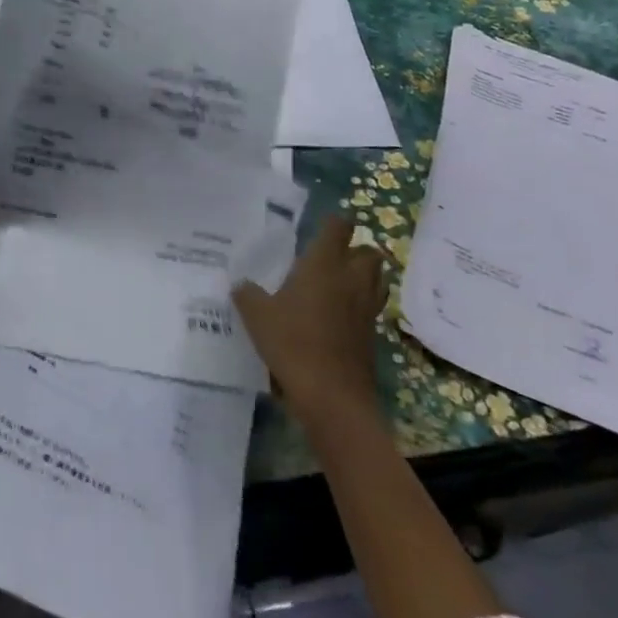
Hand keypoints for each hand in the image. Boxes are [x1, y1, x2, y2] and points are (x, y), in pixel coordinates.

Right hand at [232, 215, 389, 417]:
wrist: (332, 395)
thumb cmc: (293, 343)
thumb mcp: (257, 315)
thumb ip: (247, 294)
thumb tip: (240, 284)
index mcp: (324, 265)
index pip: (339, 227)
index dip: (333, 222)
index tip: (319, 226)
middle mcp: (351, 279)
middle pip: (369, 252)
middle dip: (355, 249)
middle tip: (330, 257)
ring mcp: (366, 307)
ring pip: (377, 279)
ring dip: (363, 275)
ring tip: (338, 283)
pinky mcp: (372, 334)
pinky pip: (371, 307)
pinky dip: (360, 304)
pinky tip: (338, 315)